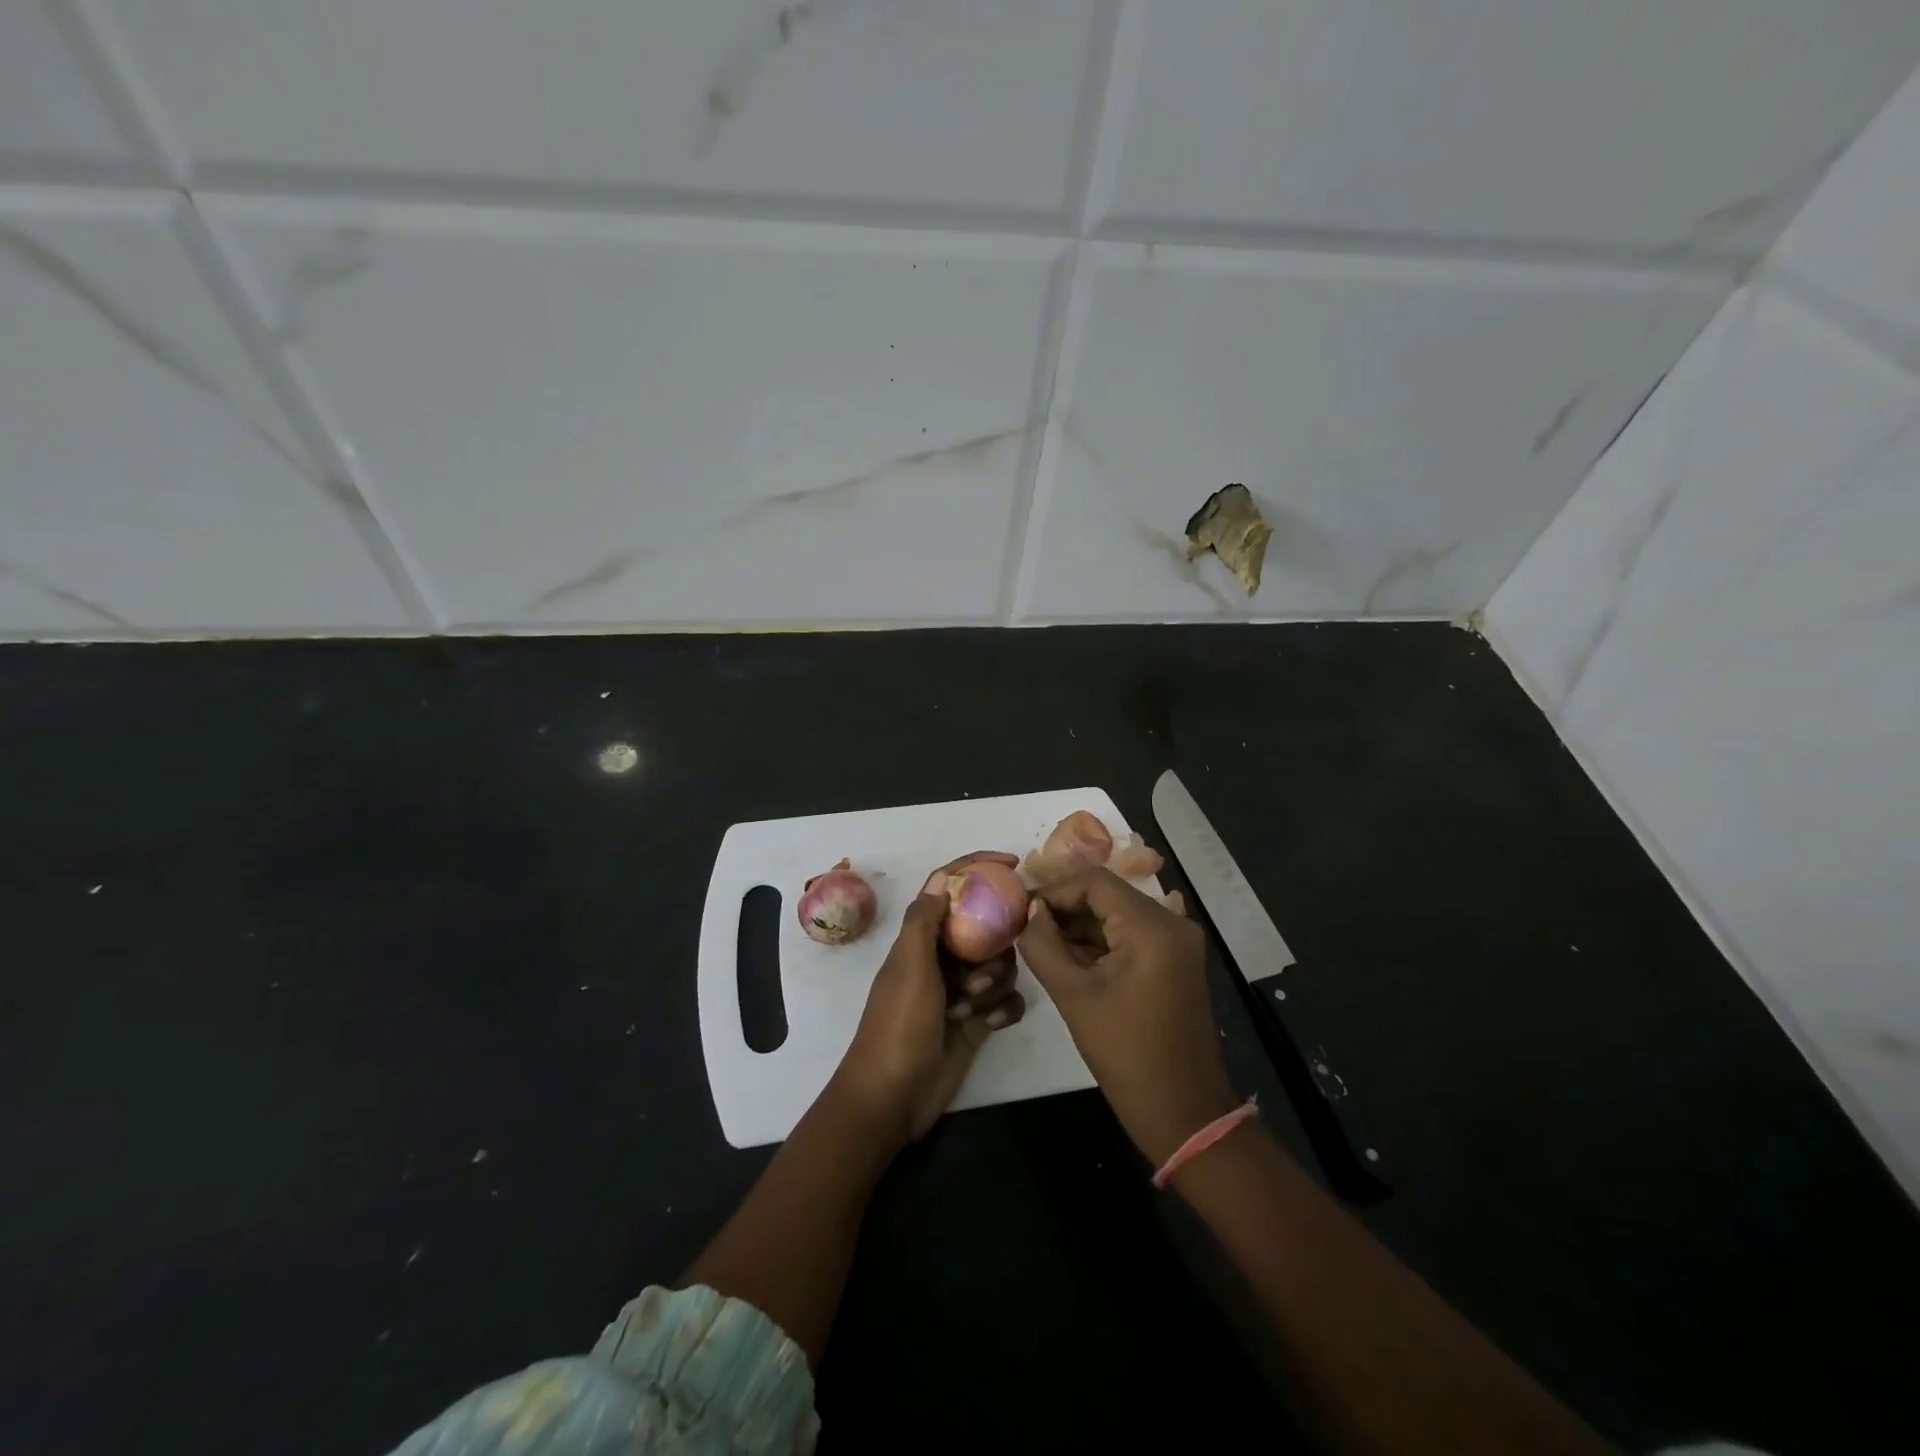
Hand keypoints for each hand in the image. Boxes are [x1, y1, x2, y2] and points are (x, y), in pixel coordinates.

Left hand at [834, 851, 1027, 1146]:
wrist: (892, 1100)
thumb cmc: (898, 1027)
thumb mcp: (909, 967)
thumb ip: (925, 920)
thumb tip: (945, 876)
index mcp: (920, 940)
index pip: (949, 889)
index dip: (977, 868)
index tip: (1013, 864)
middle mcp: (941, 960)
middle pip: (985, 930)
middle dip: (993, 947)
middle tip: (978, 973)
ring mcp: (959, 992)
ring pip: (999, 967)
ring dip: (993, 985)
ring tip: (972, 1007)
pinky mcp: (975, 1022)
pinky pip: (1006, 1002)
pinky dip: (1003, 1011)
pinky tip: (990, 1025)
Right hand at [1018, 867, 1238, 1164]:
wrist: (1183, 1111)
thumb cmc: (1125, 1052)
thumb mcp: (1074, 995)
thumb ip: (1043, 945)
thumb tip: (1030, 912)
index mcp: (1152, 925)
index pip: (1095, 881)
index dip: (1055, 892)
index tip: (1023, 912)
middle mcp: (1172, 922)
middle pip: (1109, 895)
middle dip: (1066, 908)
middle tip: (1027, 927)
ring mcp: (1178, 943)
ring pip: (1119, 915)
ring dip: (1082, 926)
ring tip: (1042, 944)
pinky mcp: (1177, 962)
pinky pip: (1133, 936)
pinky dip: (1103, 942)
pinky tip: (1071, 959)